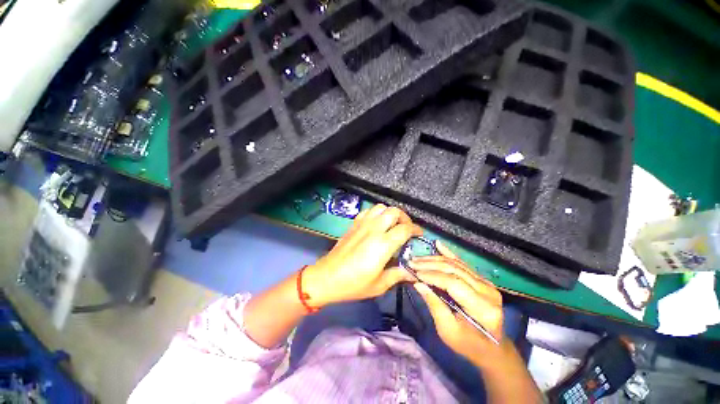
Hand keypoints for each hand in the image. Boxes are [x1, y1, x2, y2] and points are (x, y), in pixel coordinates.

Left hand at [302, 204, 422, 307]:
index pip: (404, 229)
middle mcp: (373, 229)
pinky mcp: (353, 224)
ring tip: (392, 224)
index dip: (415, 229)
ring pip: (380, 208)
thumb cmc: (353, 284)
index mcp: (382, 244)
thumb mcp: (379, 285)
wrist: (327, 277)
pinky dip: (376, 213)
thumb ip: (397, 275)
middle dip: (404, 218)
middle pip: (393, 212)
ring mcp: (362, 224)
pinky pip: (368, 211)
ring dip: (390, 213)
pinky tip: (376, 223)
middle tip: (406, 228)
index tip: (419, 234)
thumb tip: (413, 273)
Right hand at [410, 242, 503, 362]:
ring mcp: (486, 283)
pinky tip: (439, 245)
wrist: (492, 348)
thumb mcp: (448, 331)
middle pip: (454, 270)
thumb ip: (434, 305)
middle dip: (430, 264)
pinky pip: (462, 264)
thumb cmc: (469, 344)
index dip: (432, 275)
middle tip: (412, 262)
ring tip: (418, 258)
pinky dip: (448, 253)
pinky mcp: (482, 280)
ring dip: (435, 259)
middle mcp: (487, 291)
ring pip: (457, 264)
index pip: (453, 283)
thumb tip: (418, 284)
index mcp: (483, 308)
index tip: (413, 271)